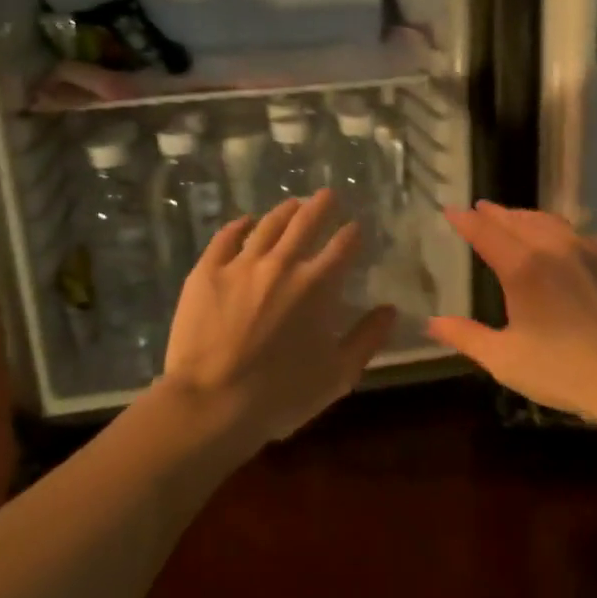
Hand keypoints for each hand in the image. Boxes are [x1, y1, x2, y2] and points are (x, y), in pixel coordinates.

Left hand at [159, 190, 396, 446]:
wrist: (212, 403)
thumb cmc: (281, 394)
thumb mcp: (338, 374)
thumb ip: (367, 338)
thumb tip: (390, 309)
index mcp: (318, 285)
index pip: (342, 246)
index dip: (352, 233)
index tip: (355, 226)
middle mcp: (282, 264)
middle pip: (306, 222)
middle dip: (321, 205)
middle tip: (327, 194)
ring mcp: (241, 264)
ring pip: (268, 225)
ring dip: (285, 211)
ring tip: (293, 204)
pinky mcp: (206, 271)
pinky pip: (226, 238)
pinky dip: (239, 226)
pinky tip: (245, 222)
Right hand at [427, 202, 596, 420]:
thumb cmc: (566, 371)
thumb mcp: (506, 359)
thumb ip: (466, 336)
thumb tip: (431, 322)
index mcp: (523, 267)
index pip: (486, 232)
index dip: (466, 220)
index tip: (451, 210)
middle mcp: (556, 247)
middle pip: (519, 220)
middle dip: (496, 213)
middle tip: (481, 209)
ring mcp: (593, 252)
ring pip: (553, 223)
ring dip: (529, 218)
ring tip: (517, 219)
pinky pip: (583, 237)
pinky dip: (563, 233)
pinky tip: (565, 244)